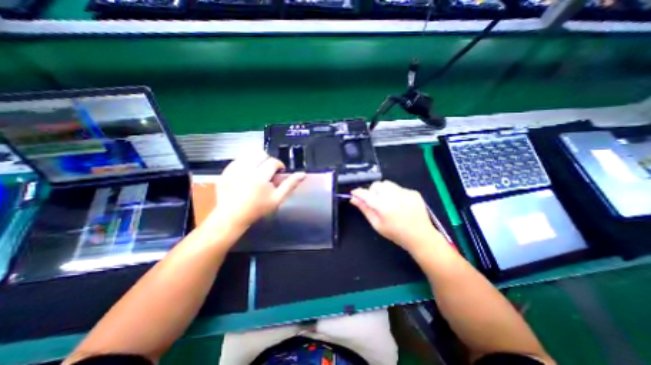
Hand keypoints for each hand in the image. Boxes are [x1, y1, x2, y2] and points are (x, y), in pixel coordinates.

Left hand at [207, 153, 306, 232]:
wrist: (232, 216)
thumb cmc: (257, 209)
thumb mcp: (277, 199)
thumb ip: (290, 185)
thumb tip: (302, 174)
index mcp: (260, 178)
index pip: (273, 162)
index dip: (279, 165)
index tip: (278, 172)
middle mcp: (245, 171)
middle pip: (260, 153)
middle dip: (267, 161)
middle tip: (268, 172)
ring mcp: (233, 170)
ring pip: (249, 154)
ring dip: (256, 160)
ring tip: (257, 171)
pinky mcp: (225, 171)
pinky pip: (238, 159)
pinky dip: (245, 163)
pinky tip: (246, 174)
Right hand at [354, 180, 445, 252]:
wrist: (421, 236)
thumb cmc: (396, 233)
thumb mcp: (377, 224)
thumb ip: (365, 209)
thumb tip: (353, 199)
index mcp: (383, 205)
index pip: (365, 193)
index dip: (357, 192)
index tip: (354, 193)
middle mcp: (393, 195)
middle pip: (376, 185)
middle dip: (372, 191)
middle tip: (375, 201)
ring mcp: (405, 192)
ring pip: (387, 184)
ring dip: (383, 190)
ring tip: (387, 201)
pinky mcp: (413, 192)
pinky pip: (398, 187)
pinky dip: (395, 193)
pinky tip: (400, 204)